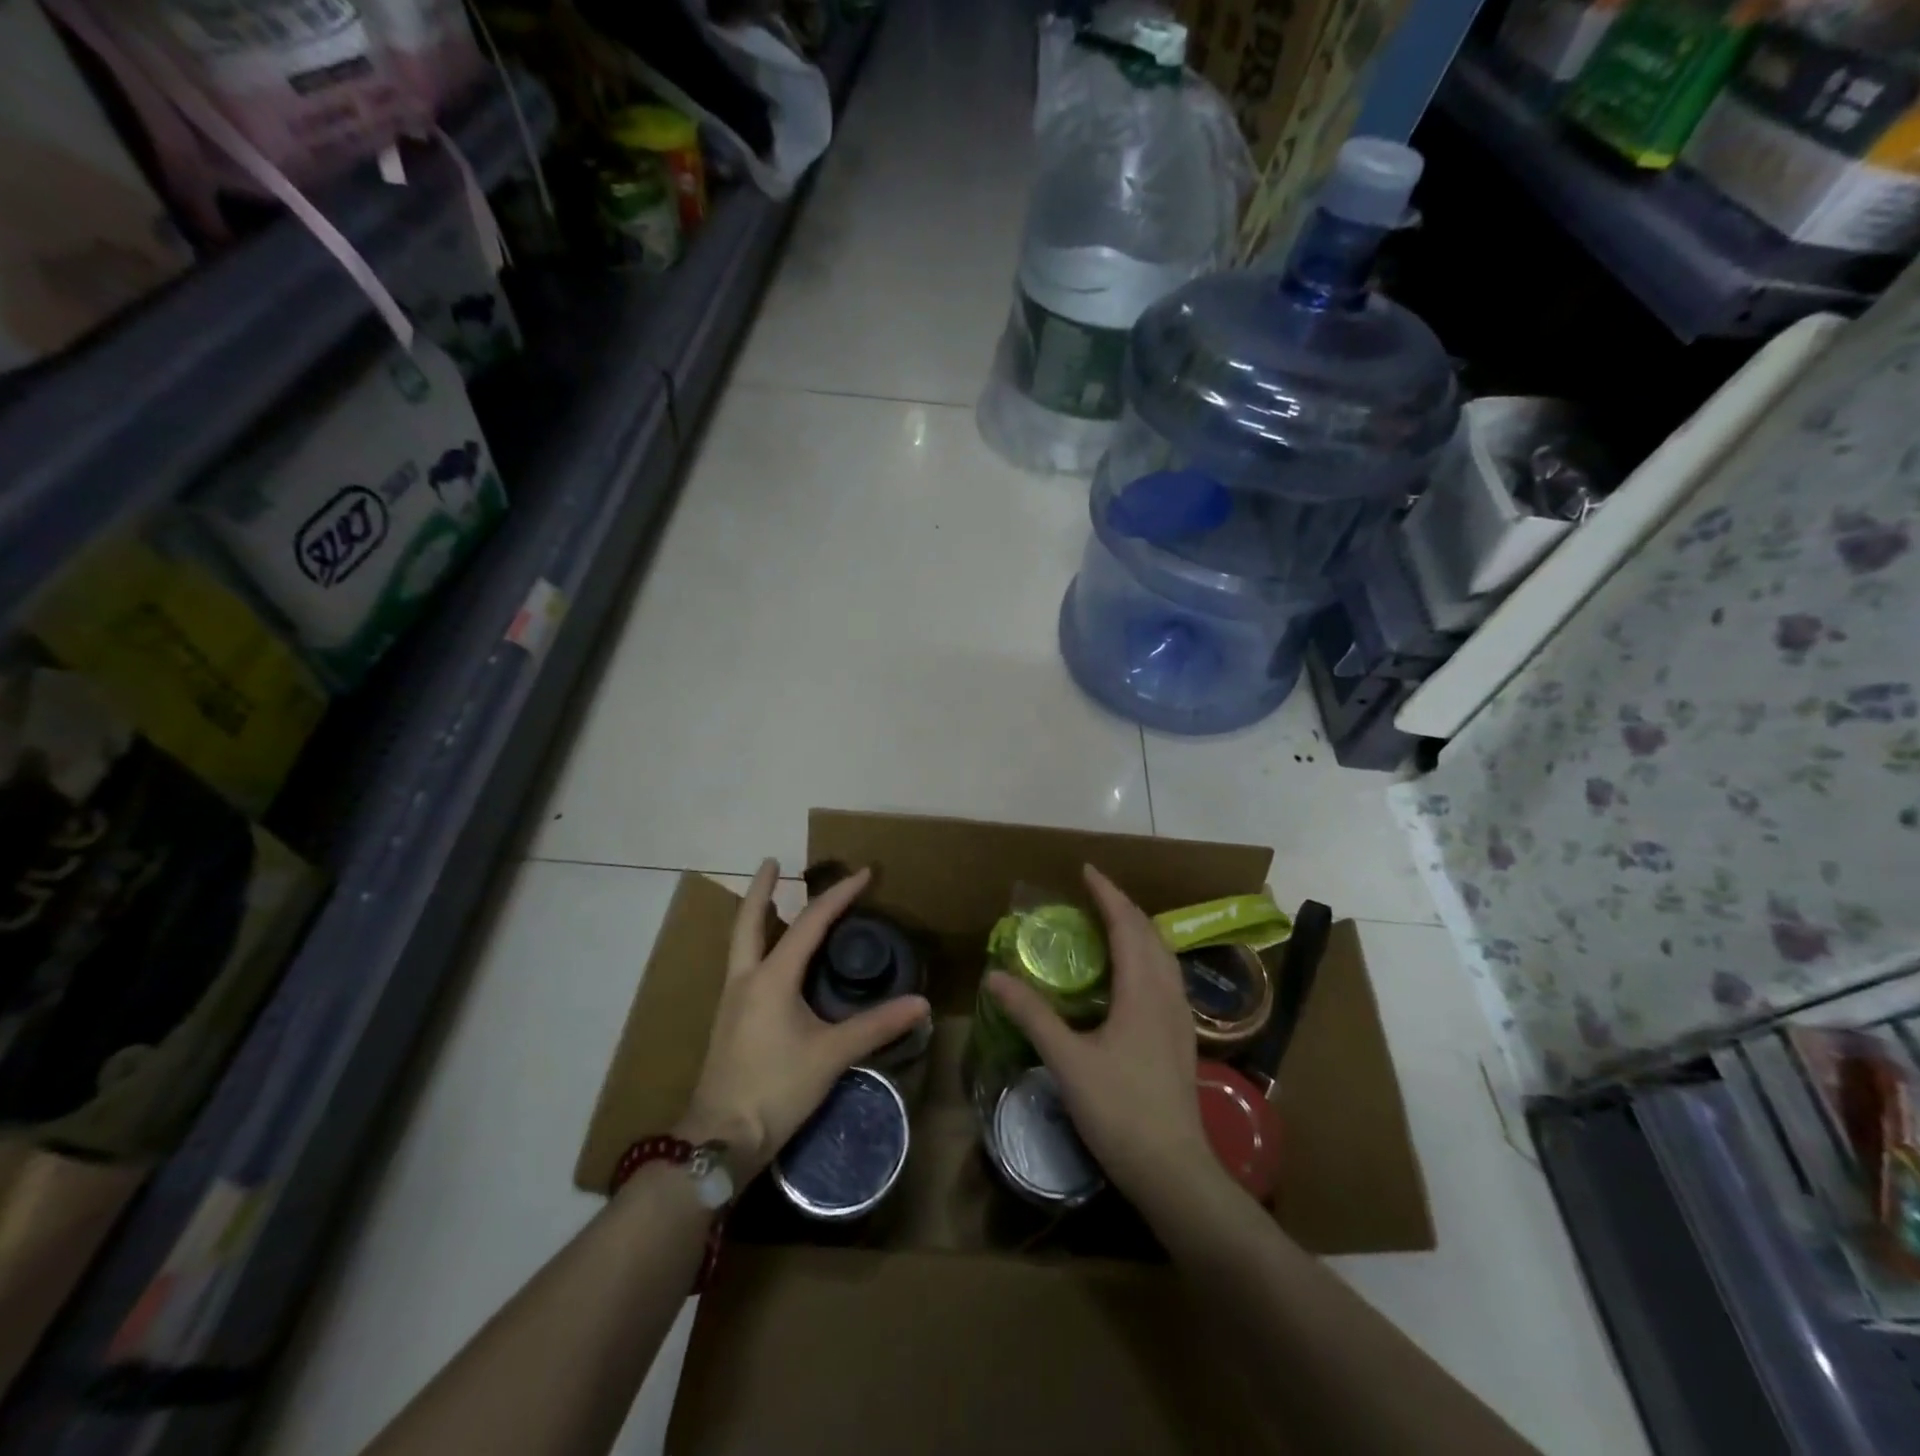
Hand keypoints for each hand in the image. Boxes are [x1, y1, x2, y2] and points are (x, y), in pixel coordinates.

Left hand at [680, 860, 929, 1179]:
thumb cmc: (776, 1089)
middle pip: (750, 920)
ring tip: (772, 899)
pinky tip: (770, 957)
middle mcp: (746, 978)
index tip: (864, 874)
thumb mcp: (831, 1055)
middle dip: (761, 888)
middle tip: (772, 861)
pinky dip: (756, 943)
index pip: (809, 923)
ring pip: (741, 942)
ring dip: (756, 915)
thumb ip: (876, 1026)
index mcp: (771, 978)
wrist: (721, 1139)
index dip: (839, 895)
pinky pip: (743, 964)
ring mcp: (732, 999)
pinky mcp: (729, 1019)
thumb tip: (921, 1004)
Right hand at [986, 865, 1216, 1207]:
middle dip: (1123, 906)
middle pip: (1150, 933)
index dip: (1107, 894)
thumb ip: (1032, 1014)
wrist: (1173, 1170)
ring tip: (1111, 923)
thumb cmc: (1119, 1110)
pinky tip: (1130, 975)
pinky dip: (1147, 956)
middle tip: (1093, 894)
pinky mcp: (1181, 1038)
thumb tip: (995, 976)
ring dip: (1139, 930)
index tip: (1086, 870)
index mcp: (1142, 990)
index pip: (1127, 925)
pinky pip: (1166, 977)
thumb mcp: (1067, 1060)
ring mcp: (1180, 1017)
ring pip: (1163, 955)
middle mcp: (1167, 994)